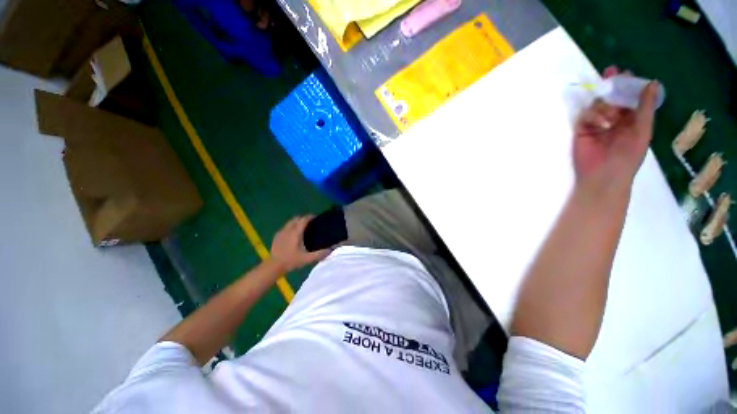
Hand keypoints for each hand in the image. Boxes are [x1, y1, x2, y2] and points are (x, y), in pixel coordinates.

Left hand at [270, 216, 330, 271]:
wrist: (273, 266)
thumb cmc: (291, 261)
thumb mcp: (307, 259)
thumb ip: (319, 254)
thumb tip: (330, 250)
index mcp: (296, 232)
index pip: (303, 219)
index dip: (310, 217)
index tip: (316, 218)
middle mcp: (288, 229)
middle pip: (296, 218)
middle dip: (303, 218)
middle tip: (310, 223)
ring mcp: (281, 232)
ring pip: (290, 222)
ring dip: (297, 222)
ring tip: (303, 228)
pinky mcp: (277, 235)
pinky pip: (286, 227)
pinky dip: (291, 227)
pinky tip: (293, 235)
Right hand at [573, 67, 658, 187]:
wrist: (604, 175)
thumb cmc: (628, 155)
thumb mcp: (642, 130)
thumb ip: (645, 107)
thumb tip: (652, 83)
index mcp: (631, 118)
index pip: (629, 97)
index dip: (627, 84)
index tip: (624, 72)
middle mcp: (614, 118)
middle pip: (611, 97)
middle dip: (611, 86)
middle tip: (609, 73)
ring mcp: (596, 124)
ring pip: (598, 104)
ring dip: (604, 106)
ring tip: (610, 119)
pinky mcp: (582, 130)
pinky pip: (585, 115)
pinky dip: (592, 116)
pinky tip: (599, 124)